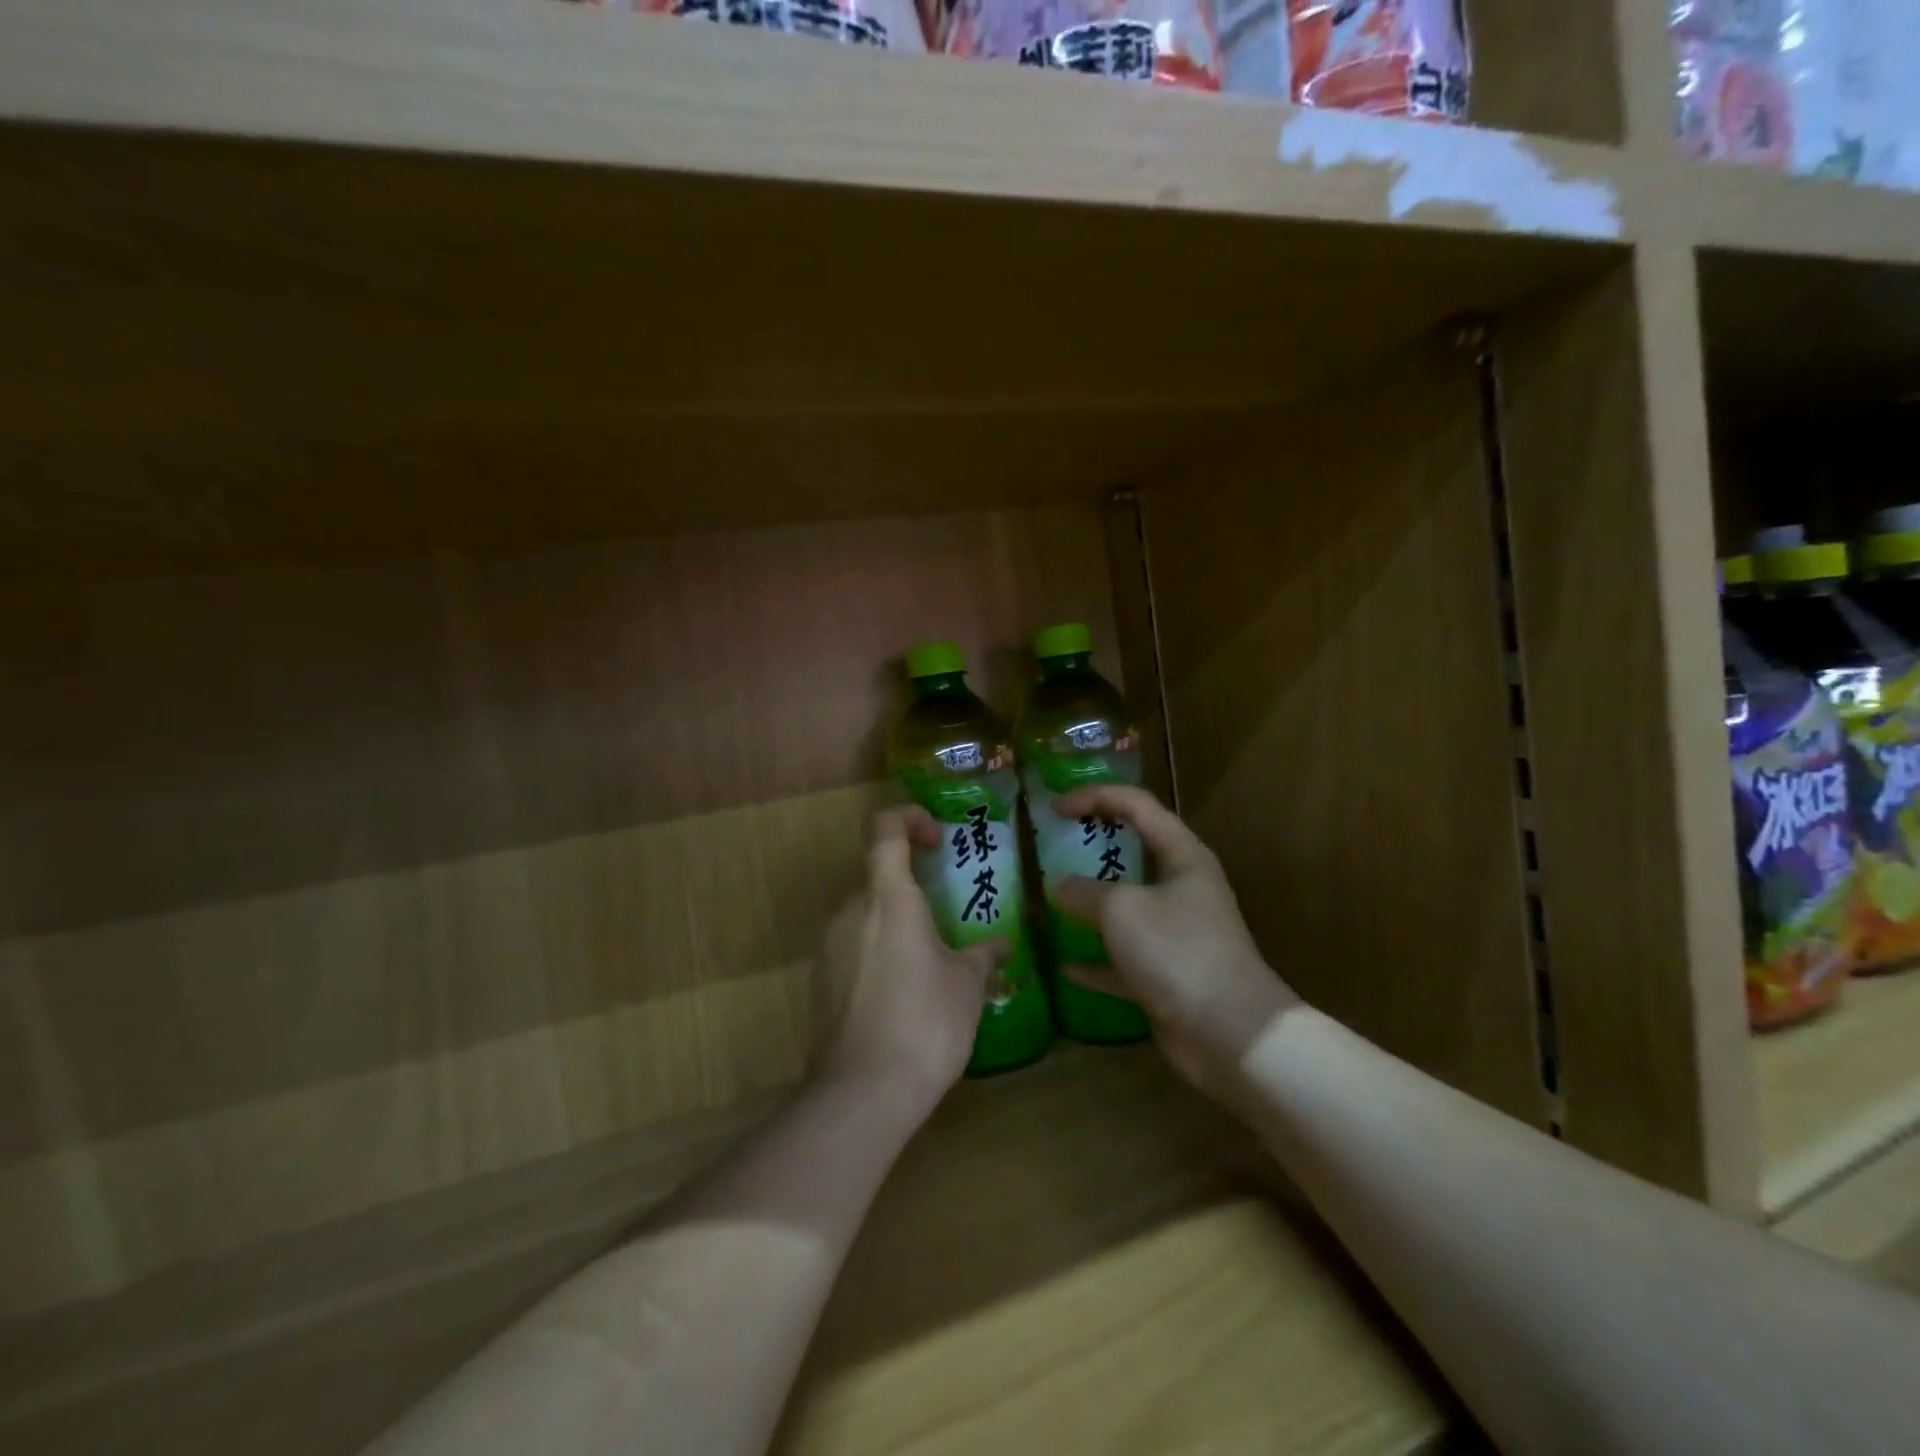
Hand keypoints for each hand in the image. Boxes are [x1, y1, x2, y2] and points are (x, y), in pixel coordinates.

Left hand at [811, 805, 1000, 1112]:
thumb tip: (1001, 946)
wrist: (862, 1092)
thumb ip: (983, 956)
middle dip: (910, 885)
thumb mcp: (967, 985)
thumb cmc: (925, 1021)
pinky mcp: (821, 981)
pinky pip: (853, 948)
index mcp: (887, 896)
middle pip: (876, 875)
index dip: (908, 818)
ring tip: (931, 959)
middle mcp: (851, 910)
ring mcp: (829, 946)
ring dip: (895, 922)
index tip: (935, 839)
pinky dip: (879, 952)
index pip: (884, 828)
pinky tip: (905, 992)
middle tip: (946, 912)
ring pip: (865, 914)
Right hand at [1052, 785, 1297, 1097]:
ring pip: (1127, 906)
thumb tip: (1058, 885)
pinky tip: (1065, 965)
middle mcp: (1182, 887)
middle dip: (1094, 844)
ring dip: (1092, 902)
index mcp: (1182, 856)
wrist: (1231, 1034)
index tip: (1053, 809)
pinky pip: (1123, 958)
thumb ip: (1083, 891)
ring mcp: (1176, 932)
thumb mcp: (1121, 910)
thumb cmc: (1178, 951)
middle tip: (1054, 845)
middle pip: (1134, 850)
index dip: (1094, 797)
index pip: (1136, 805)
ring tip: (1052, 896)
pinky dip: (1096, 960)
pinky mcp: (1167, 973)